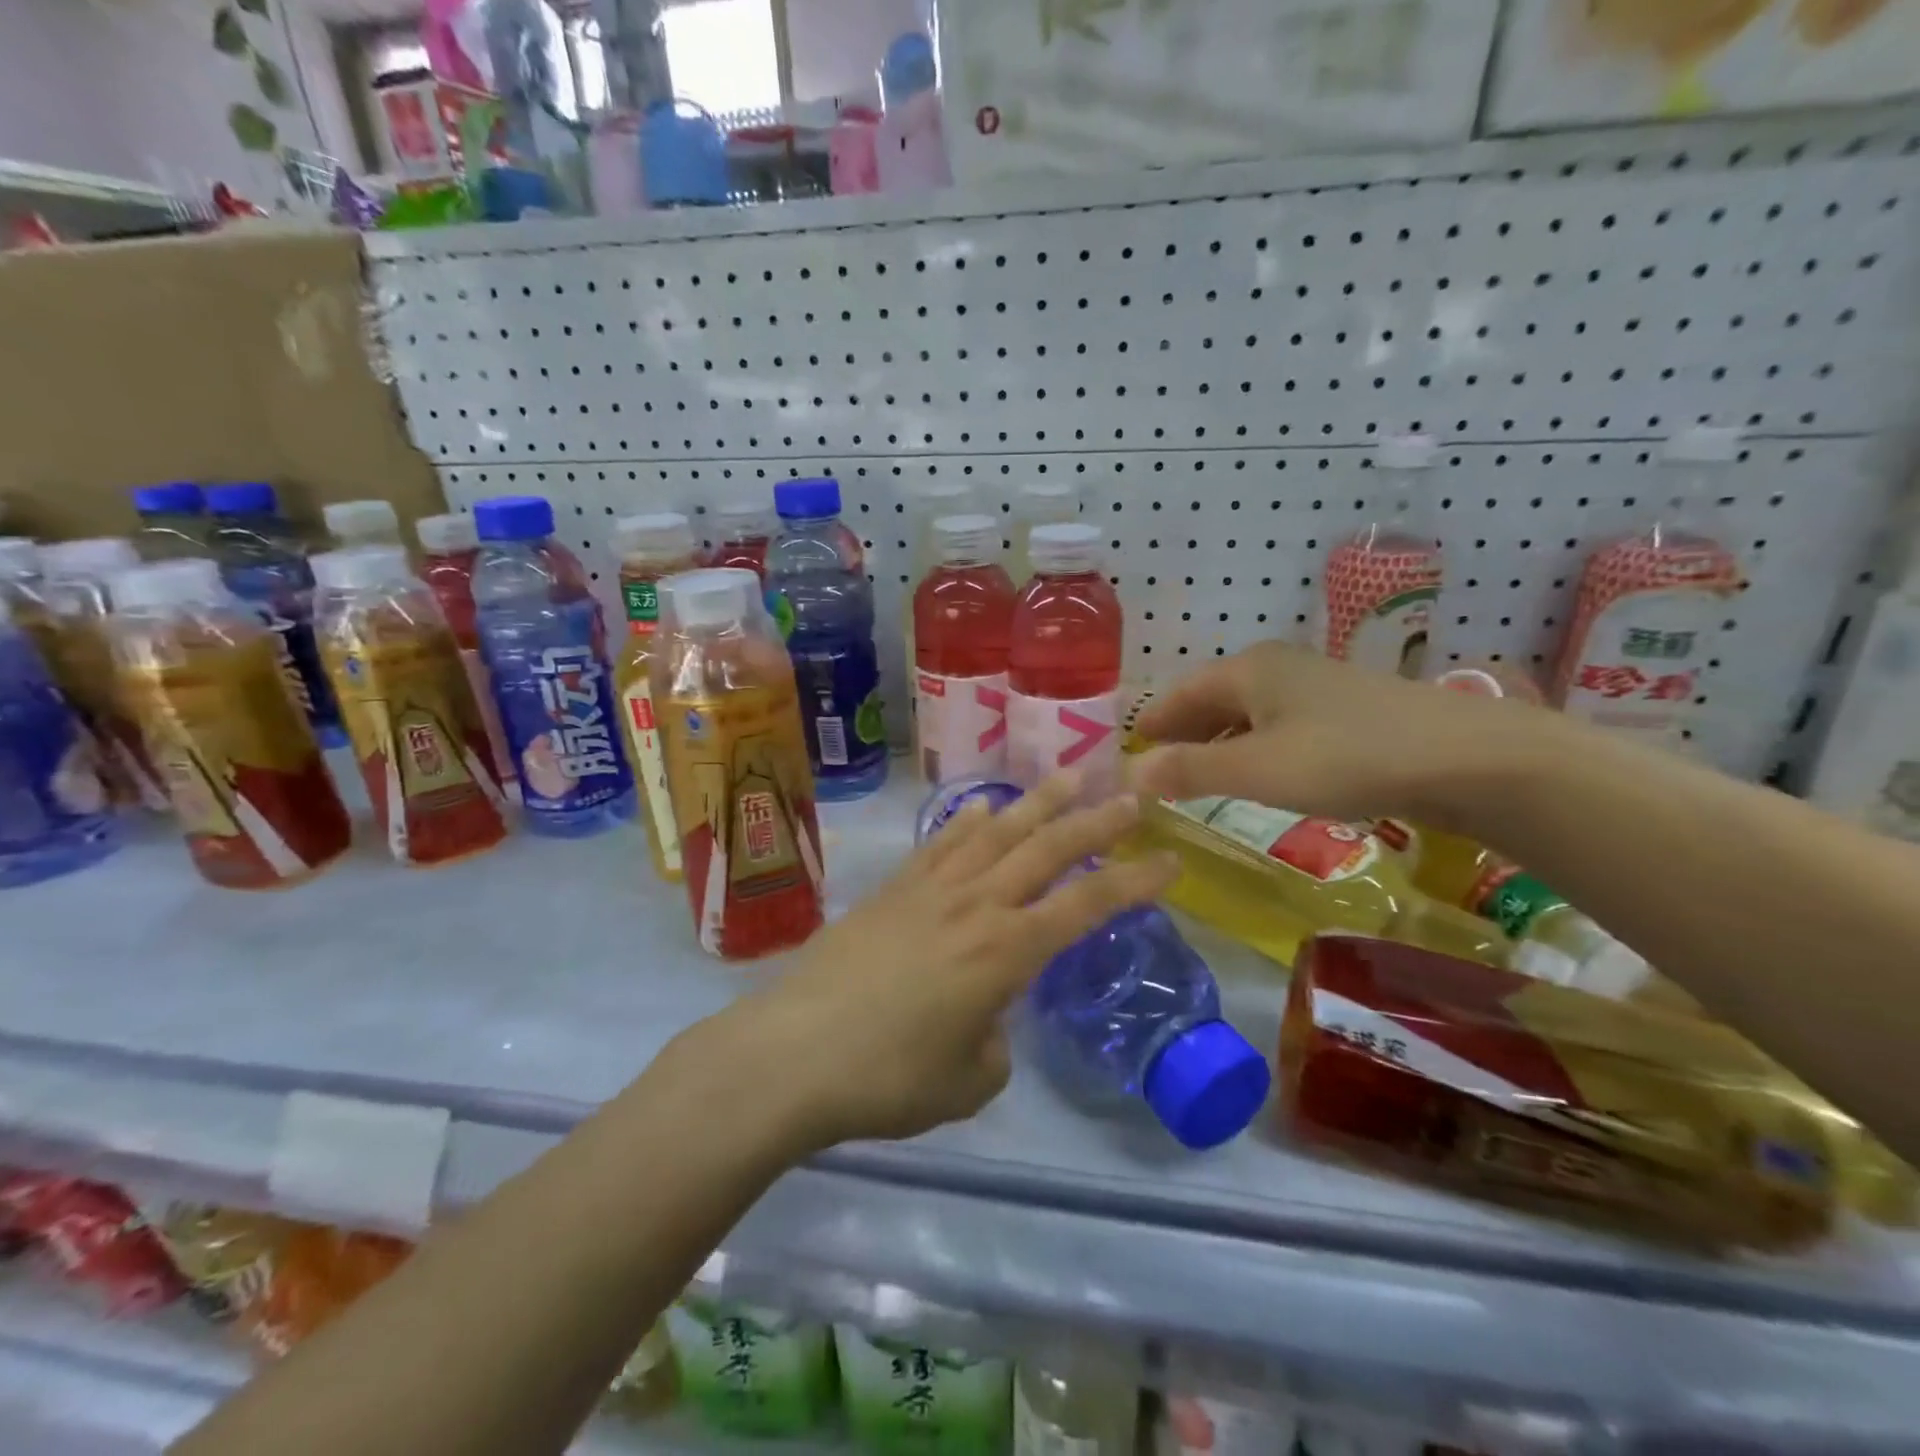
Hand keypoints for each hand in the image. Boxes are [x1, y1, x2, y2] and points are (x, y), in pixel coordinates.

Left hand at [713, 774, 1178, 1149]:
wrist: (795, 1053)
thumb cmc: (888, 1078)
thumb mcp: (967, 1082)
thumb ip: (995, 1045)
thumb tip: (989, 1019)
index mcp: (1006, 952)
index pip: (1087, 905)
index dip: (1134, 882)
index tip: (1170, 861)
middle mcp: (976, 904)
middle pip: (1048, 849)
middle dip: (1096, 820)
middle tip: (1132, 794)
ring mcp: (931, 888)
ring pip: (996, 830)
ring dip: (1038, 802)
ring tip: (1069, 774)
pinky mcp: (893, 887)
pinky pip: (943, 841)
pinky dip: (971, 820)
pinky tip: (985, 809)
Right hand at [1127, 641, 1557, 825]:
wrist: (1465, 757)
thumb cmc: (1344, 757)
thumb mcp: (1255, 770)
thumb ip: (1188, 771)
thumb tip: (1129, 774)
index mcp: (1247, 670)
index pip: (1179, 693)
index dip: (1151, 721)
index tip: (1125, 748)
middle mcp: (1276, 668)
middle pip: (1210, 698)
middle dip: (1181, 732)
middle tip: (1154, 768)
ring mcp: (1314, 686)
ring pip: (1246, 713)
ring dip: (1216, 742)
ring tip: (1196, 776)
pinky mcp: (1344, 711)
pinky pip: (1277, 725)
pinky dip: (1252, 747)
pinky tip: (1257, 772)